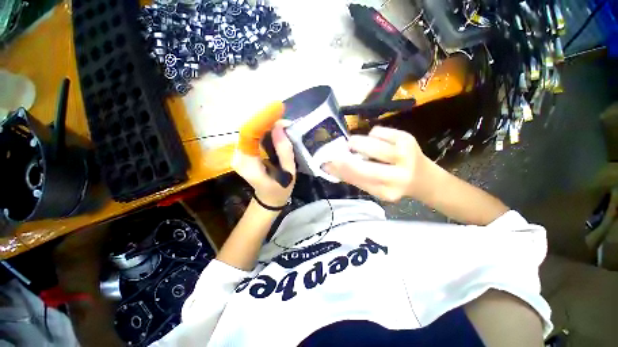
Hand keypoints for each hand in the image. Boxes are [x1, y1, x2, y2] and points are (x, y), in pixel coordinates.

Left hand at [232, 121, 295, 206]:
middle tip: (285, 119)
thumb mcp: (288, 173)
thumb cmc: (279, 189)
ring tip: (283, 124)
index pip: (250, 134)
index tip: (279, 108)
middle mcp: (238, 156)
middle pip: (250, 130)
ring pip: (251, 131)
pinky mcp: (243, 152)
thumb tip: (280, 127)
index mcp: (248, 163)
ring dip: (267, 124)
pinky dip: (264, 130)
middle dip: (268, 121)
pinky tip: (275, 130)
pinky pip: (253, 136)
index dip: (263, 119)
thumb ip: (284, 151)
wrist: (268, 199)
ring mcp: (238, 153)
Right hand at [323, 126, 428, 201]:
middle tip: (338, 152)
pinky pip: (378, 131)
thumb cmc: (393, 184)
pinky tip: (375, 140)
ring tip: (355, 145)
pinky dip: (371, 135)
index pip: (358, 180)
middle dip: (346, 158)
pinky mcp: (408, 138)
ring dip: (357, 143)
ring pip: (371, 144)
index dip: (340, 171)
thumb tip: (331, 166)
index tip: (326, 164)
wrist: (424, 178)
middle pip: (365, 166)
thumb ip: (354, 178)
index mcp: (387, 192)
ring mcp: (405, 155)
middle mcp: (398, 176)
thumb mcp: (374, 187)